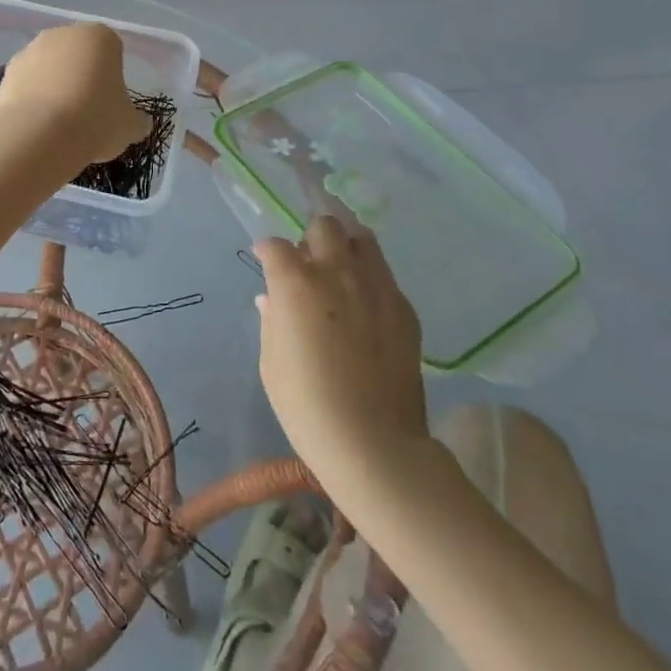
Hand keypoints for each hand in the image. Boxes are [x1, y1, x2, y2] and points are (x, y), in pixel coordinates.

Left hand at [0, 22, 149, 165]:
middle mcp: (63, 34)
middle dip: (82, 77)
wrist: (39, 135)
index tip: (111, 102)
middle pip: (78, 55)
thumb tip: (139, 123)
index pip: (113, 49)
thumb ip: (136, 120)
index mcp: (100, 36)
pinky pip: (28, 84)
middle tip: (87, 112)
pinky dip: (33, 99)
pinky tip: (39, 125)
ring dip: (55, 87)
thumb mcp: (129, 126)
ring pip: (50, 68)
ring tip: (60, 124)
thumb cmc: (95, 121)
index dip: (113, 76)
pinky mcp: (7, 72)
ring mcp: (31, 49)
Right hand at [255, 217, 429, 506]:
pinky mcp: (404, 309)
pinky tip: (365, 307)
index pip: (276, 246)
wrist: (374, 444)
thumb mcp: (272, 362)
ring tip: (340, 272)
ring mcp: (377, 288)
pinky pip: (385, 276)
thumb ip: (272, 320)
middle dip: (310, 237)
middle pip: (324, 226)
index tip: (266, 261)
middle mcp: (337, 273)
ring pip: (363, 239)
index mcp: (296, 284)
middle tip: (307, 263)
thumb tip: (272, 300)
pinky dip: (370, 279)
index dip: (268, 251)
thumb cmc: (306, 405)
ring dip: (345, 247)